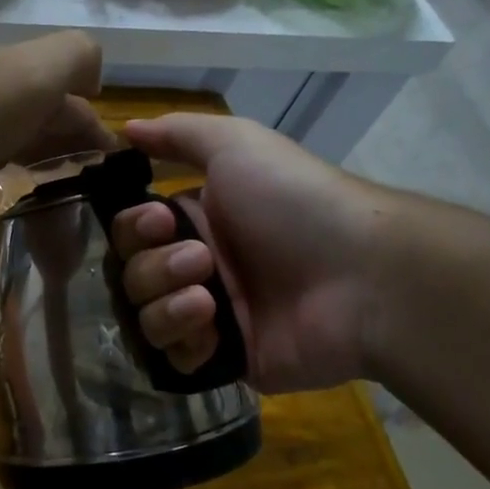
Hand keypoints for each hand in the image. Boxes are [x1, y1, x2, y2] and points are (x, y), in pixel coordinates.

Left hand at [0, 31, 115, 190]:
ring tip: (62, 185)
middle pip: (48, 118)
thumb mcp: (44, 67)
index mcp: (35, 75)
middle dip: (73, 143)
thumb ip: (78, 59)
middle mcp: (8, 94)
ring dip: (43, 154)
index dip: (98, 131)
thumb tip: (93, 83)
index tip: (114, 169)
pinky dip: (8, 162)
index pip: (79, 103)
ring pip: (20, 135)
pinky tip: (9, 177)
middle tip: (91, 183)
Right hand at [111, 113, 402, 392]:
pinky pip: (173, 358)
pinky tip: (213, 329)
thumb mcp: (237, 145)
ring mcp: (210, 317)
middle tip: (202, 260)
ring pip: (145, 317)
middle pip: (131, 274)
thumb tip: (125, 127)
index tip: (159, 221)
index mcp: (197, 221)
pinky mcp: (224, 361)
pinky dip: (184, 341)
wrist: (363, 276)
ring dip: (166, 304)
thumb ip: (177, 134)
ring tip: (210, 300)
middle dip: (155, 267)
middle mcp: (197, 267)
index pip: (132, 231)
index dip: (134, 228)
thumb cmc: (294, 202)